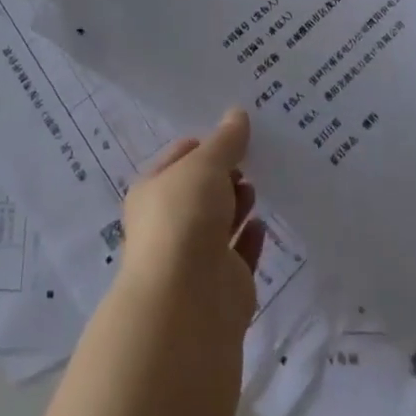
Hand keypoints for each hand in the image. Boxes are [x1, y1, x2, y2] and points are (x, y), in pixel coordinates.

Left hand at [118, 109, 264, 333]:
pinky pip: (239, 254)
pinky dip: (251, 238)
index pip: (180, 158)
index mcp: (152, 191)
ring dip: (238, 203)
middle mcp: (169, 223)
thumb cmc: (185, 218)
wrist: (188, 302)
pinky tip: (263, 223)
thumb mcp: (205, 165)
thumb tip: (237, 113)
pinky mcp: (222, 285)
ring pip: (219, 222)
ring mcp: (194, 257)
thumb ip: (225, 141)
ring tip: (257, 186)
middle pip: (200, 190)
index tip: (237, 132)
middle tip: (254, 157)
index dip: (206, 144)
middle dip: (225, 174)